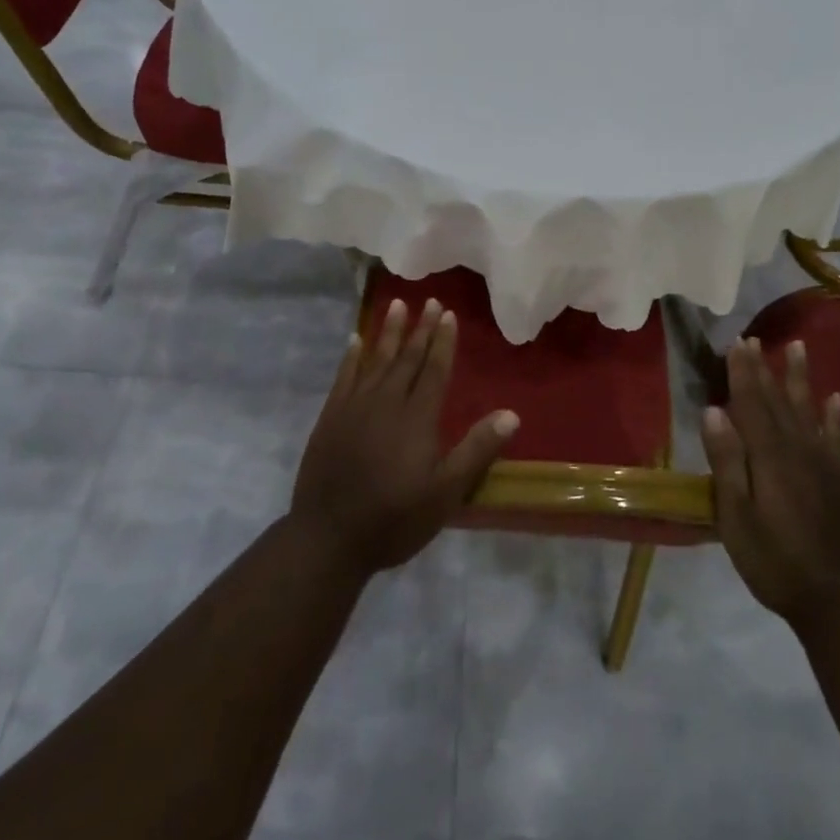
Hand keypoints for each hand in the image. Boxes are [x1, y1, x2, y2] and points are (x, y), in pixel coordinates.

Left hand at [289, 297, 519, 576]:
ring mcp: (354, 407)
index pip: (434, 369)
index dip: (442, 341)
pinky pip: (344, 376)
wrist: (328, 539)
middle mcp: (386, 402)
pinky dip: (352, 356)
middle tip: (429, 301)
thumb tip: (511, 414)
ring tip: (396, 305)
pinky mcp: (330, 418)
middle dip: (420, 328)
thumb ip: (477, 451)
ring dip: (388, 331)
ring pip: (375, 359)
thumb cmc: (394, 519)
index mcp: (417, 418)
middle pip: (406, 358)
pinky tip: (356, 339)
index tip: (447, 314)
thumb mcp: (446, 493)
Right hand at [702, 338, 839, 628]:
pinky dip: (835, 415)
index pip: (750, 404)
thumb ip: (727, 462)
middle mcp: (799, 449)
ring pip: (809, 409)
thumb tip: (714, 411)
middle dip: (764, 368)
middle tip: (754, 338)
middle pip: (778, 400)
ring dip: (801, 378)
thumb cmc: (776, 562)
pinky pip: (838, 437)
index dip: (742, 373)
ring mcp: (825, 464)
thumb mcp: (737, 517)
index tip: (736, 344)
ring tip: (798, 347)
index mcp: (769, 456)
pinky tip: (835, 398)